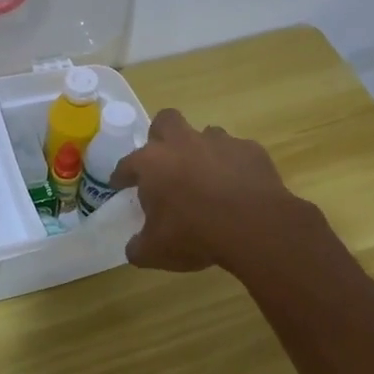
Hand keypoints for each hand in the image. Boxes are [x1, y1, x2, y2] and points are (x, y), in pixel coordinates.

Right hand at [109, 109, 306, 271]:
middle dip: (161, 136)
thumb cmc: (195, 234)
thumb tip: (135, 247)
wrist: (254, 226)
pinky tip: (238, 186)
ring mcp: (219, 142)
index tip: (120, 184)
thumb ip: (139, 246)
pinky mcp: (250, 150)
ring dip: (201, 151)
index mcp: (152, 163)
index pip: (127, 164)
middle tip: (165, 163)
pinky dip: (234, 166)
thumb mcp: (156, 251)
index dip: (121, 175)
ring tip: (206, 177)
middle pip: (165, 121)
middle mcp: (183, 143)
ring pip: (205, 134)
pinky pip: (237, 152)